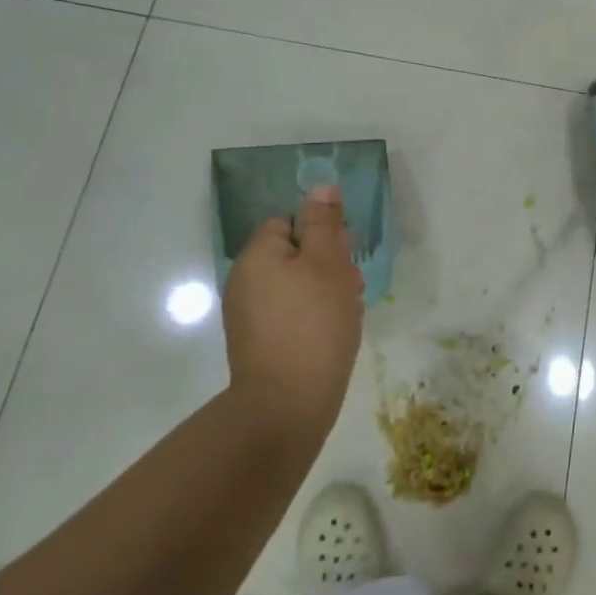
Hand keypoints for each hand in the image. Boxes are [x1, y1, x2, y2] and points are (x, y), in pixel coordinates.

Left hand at [221, 184, 364, 438]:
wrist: (286, 406)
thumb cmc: (313, 324)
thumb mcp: (327, 263)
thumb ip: (324, 224)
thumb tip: (321, 188)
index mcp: (256, 256)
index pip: (288, 222)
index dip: (321, 233)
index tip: (344, 255)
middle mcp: (244, 281)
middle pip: (292, 254)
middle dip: (327, 264)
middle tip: (351, 286)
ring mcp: (248, 316)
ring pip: (294, 285)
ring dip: (323, 291)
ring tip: (347, 312)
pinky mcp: (258, 344)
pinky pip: (290, 314)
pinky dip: (312, 317)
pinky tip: (333, 334)